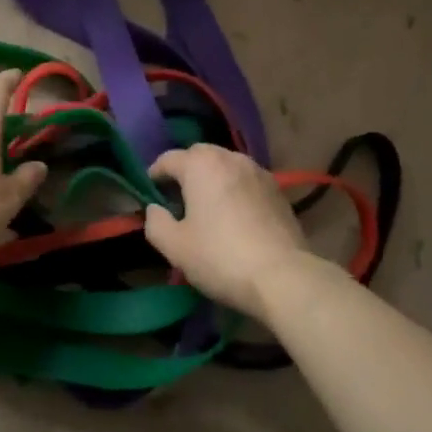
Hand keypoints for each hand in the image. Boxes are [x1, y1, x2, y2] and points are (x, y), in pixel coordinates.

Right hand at [144, 145, 312, 317]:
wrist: (282, 276)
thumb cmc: (220, 257)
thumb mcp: (174, 246)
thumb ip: (155, 222)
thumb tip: (155, 209)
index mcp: (201, 165)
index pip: (168, 159)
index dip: (154, 174)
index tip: (149, 192)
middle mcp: (231, 159)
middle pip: (200, 155)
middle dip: (185, 170)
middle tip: (177, 197)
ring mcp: (259, 173)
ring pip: (226, 165)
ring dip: (212, 178)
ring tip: (206, 204)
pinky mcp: (278, 191)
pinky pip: (246, 181)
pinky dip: (234, 189)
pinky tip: (234, 215)